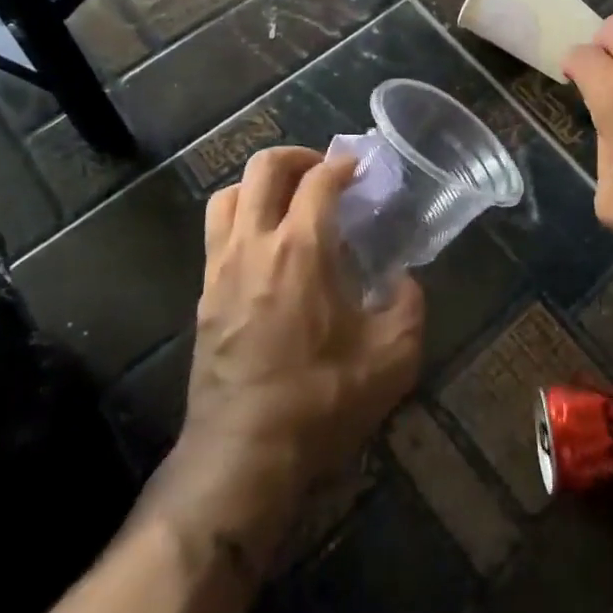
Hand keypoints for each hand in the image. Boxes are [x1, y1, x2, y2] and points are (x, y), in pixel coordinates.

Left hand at [138, 147, 422, 567]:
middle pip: (263, 169)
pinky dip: (241, 215)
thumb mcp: (392, 357)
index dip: (343, 163)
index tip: (361, 167)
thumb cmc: (322, 401)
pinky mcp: (204, 294)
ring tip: (289, 198)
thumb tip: (403, 280)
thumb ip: (408, 305)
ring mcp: (221, 267)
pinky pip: (216, 231)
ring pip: (228, 194)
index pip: (319, 180)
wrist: (244, 455)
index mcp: (302, 249)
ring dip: (260, 183)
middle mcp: (255, 245)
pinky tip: (267, 244)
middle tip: (324, 171)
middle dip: (297, 156)